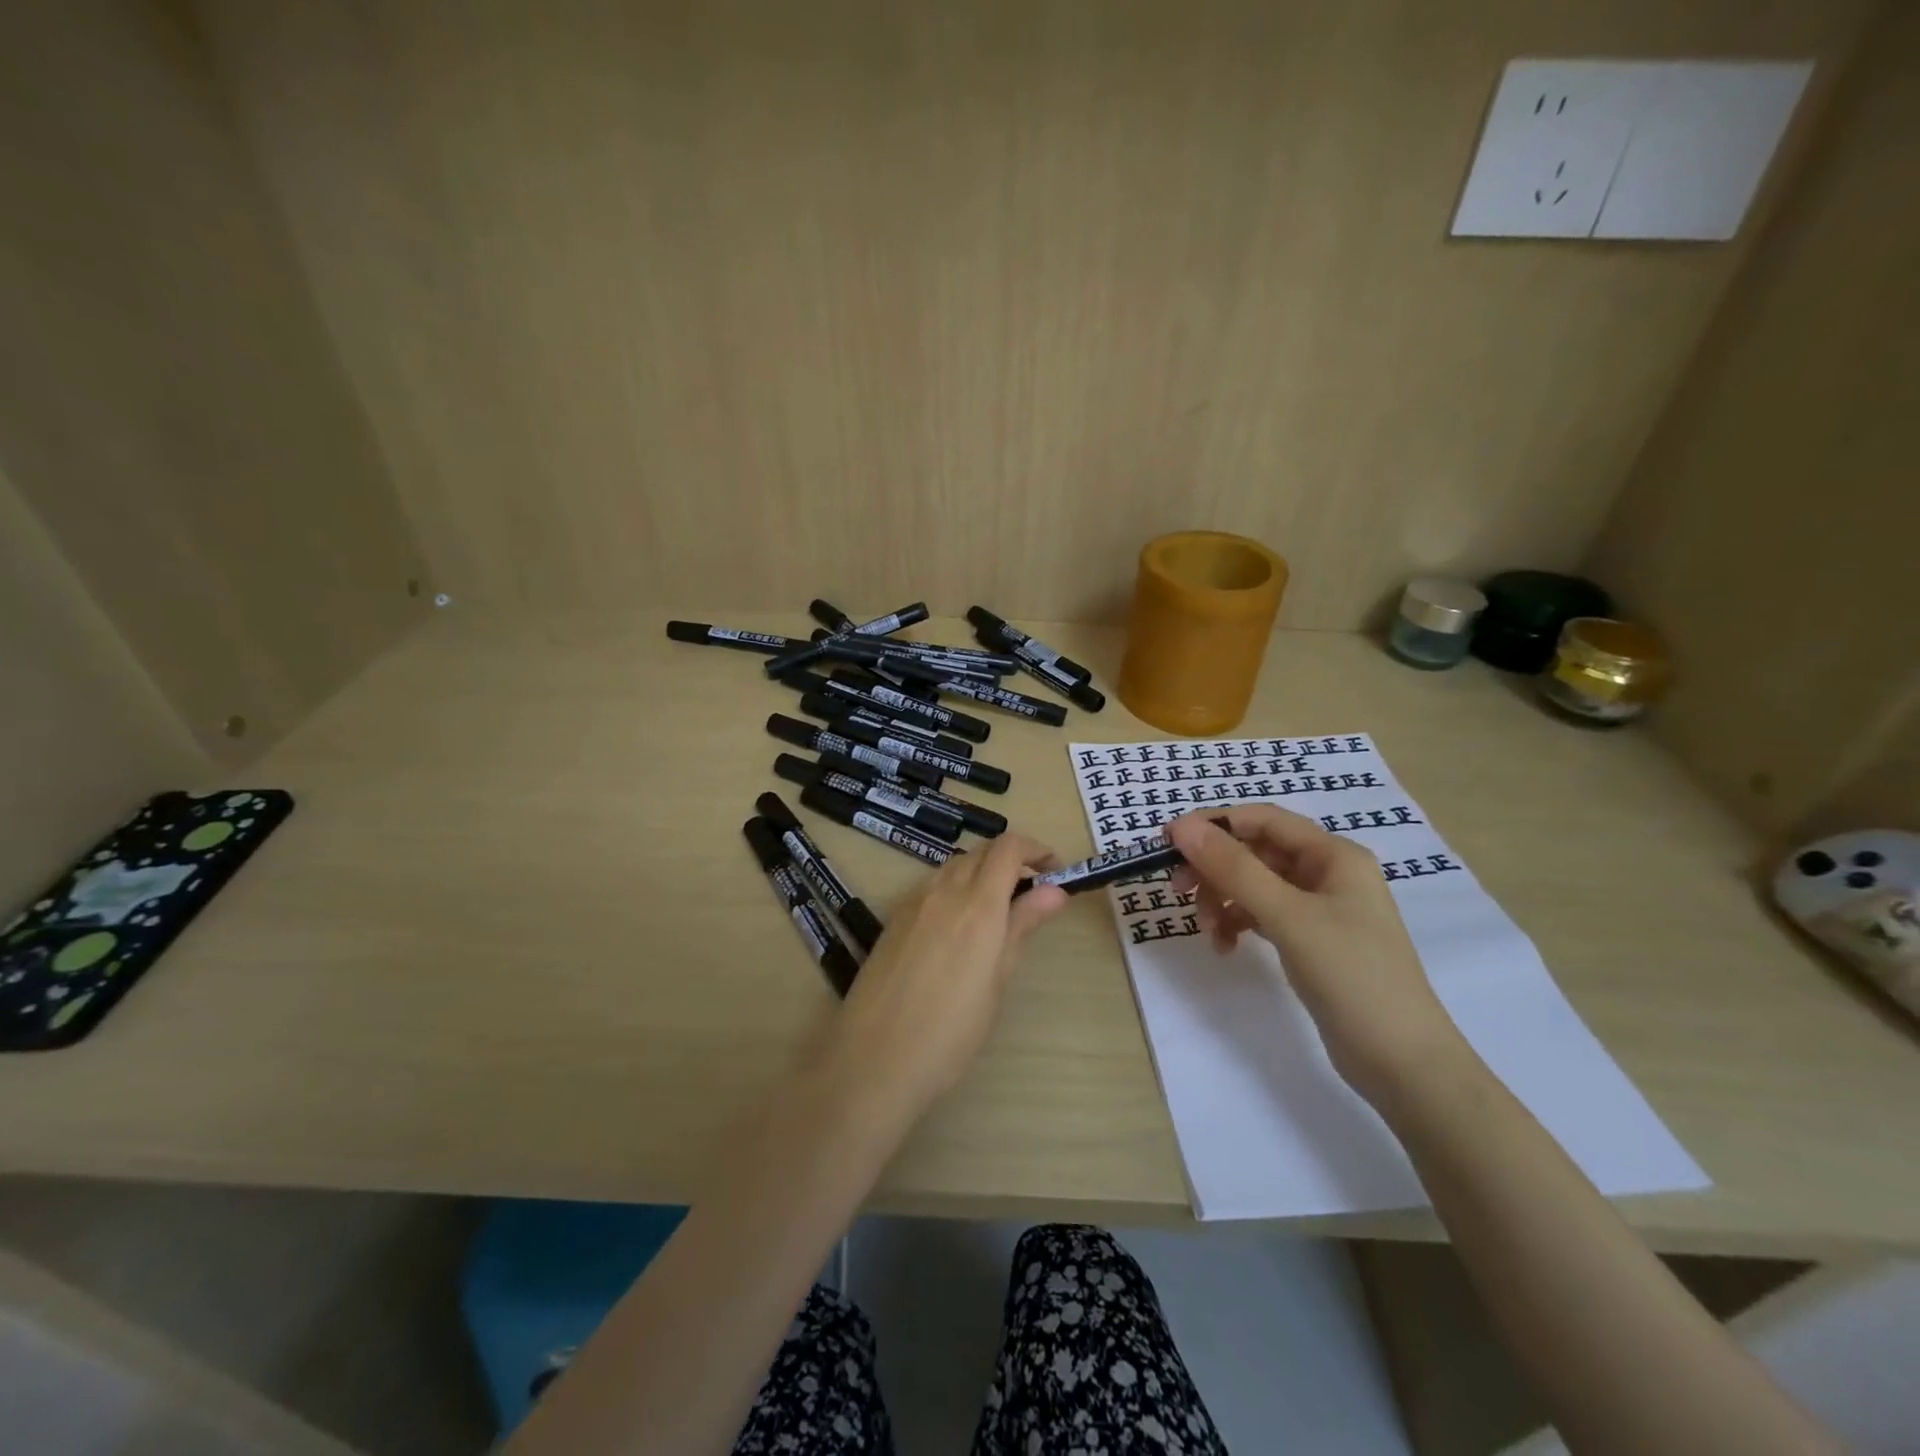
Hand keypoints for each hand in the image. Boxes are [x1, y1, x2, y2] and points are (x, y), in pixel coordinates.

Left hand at [822, 834, 1069, 1122]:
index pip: (1009, 848)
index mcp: (978, 904)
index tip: (1054, 871)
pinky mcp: (895, 917)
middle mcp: (944, 890)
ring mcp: (914, 901)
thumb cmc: (950, 1031)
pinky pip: (932, 885)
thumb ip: (1022, 926)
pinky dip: (956, 887)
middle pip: (982, 851)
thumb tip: (1054, 890)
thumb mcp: (997, 980)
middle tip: (1033, 893)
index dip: (1035, 849)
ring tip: (999, 911)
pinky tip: (959, 926)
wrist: (874, 1059)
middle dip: (1012, 860)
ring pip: (955, 865)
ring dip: (982, 872)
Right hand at [1166, 807, 1460, 1101]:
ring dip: (1222, 899)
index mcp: (1333, 855)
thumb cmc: (1351, 975)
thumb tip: (1182, 827)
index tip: (1168, 842)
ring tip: (1208, 931)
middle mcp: (1327, 873)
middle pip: (1254, 852)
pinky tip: (1226, 947)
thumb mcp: (1288, 916)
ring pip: (1254, 885)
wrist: (1402, 1062)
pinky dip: (1238, 923)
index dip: (1213, 824)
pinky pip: (1262, 915)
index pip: (1261, 820)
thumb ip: (1234, 868)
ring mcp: (1319, 908)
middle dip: (1215, 868)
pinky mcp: (1310, 940)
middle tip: (1178, 890)